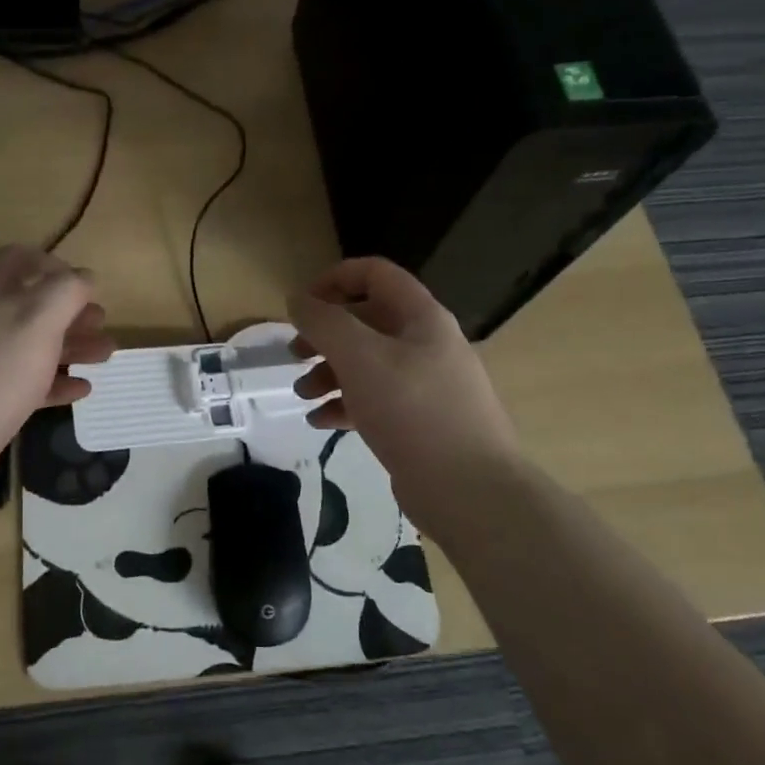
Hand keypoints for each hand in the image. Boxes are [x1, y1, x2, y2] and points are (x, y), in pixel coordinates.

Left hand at [0, 246, 113, 504]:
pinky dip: (55, 383)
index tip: (84, 285)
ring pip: (32, 346)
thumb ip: (65, 292)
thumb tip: (85, 277)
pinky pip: (26, 385)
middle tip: (101, 322)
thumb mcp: (37, 320)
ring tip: (106, 354)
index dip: (52, 264)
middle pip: (31, 305)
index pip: (18, 259)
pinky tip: (81, 390)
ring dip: (71, 345)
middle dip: (70, 310)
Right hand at [289, 258, 519, 520]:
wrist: (470, 490)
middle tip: (294, 355)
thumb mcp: (359, 357)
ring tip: (303, 394)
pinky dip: (346, 404)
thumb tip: (297, 299)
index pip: (375, 274)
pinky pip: (375, 400)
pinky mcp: (420, 422)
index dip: (333, 280)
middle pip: (366, 321)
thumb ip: (323, 322)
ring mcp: (426, 384)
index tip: (300, 305)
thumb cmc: (413, 410)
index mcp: (420, 317)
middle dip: (324, 334)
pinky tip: (321, 422)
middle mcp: (426, 343)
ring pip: (368, 363)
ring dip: (329, 372)